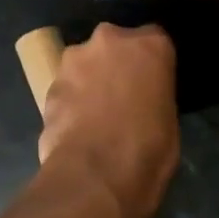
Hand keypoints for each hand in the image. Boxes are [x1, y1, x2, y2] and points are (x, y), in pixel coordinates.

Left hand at [38, 24, 177, 217]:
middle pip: (115, 45)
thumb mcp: (169, 119)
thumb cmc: (148, 150)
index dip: (152, 64)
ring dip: (90, 80)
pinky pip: (66, 88)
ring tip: (96, 114)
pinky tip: (76, 126)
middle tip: (123, 96)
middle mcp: (109, 40)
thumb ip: (155, 94)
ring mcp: (74, 60)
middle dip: (117, 64)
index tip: (152, 83)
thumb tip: (143, 100)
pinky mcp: (49, 84)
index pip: (155, 40)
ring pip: (85, 63)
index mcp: (149, 45)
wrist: (96, 177)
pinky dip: (71, 100)